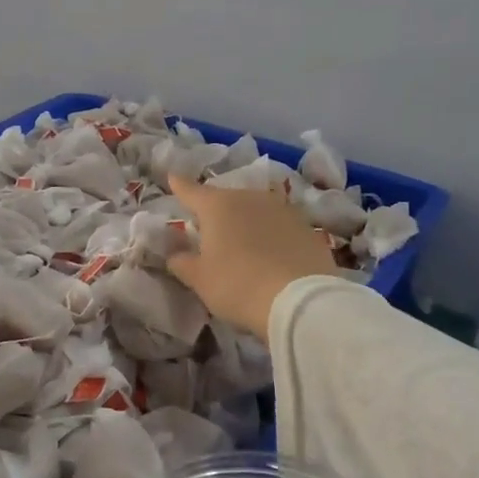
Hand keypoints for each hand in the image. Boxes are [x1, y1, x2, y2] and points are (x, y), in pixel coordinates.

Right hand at [164, 175, 341, 339]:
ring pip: (255, 209)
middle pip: (226, 199)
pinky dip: (270, 234)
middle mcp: (249, 197)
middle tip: (209, 229)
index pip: (192, 191)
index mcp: (217, 206)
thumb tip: (174, 253)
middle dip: (216, 210)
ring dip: (245, 220)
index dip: (180, 186)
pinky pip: (278, 225)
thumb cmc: (238, 285)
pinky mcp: (306, 226)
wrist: (300, 300)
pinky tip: (271, 253)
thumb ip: (182, 262)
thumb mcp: (199, 279)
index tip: (172, 177)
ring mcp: (281, 209)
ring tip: (242, 241)